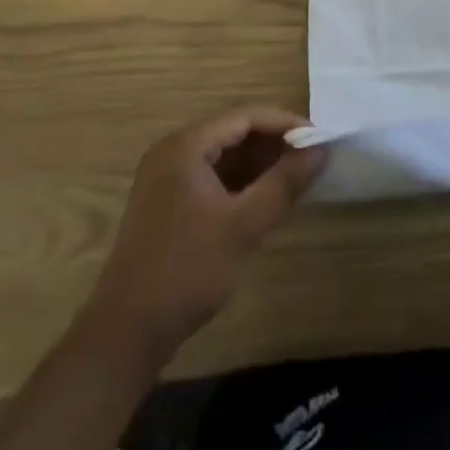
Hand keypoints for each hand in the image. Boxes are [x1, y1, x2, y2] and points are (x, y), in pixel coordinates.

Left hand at [91, 107, 325, 358]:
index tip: (320, 139)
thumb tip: (322, 147)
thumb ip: (285, 182)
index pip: (245, 116)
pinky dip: (242, 182)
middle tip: (313, 158)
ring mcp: (167, 178)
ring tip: (297, 176)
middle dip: (275, 143)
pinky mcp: (168, 203)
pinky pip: (212, 176)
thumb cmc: (188, 271)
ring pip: (224, 155)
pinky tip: (266, 197)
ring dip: (260, 163)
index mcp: (186, 146)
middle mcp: (173, 151)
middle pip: (234, 131)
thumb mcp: (245, 226)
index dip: (286, 123)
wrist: (126, 334)